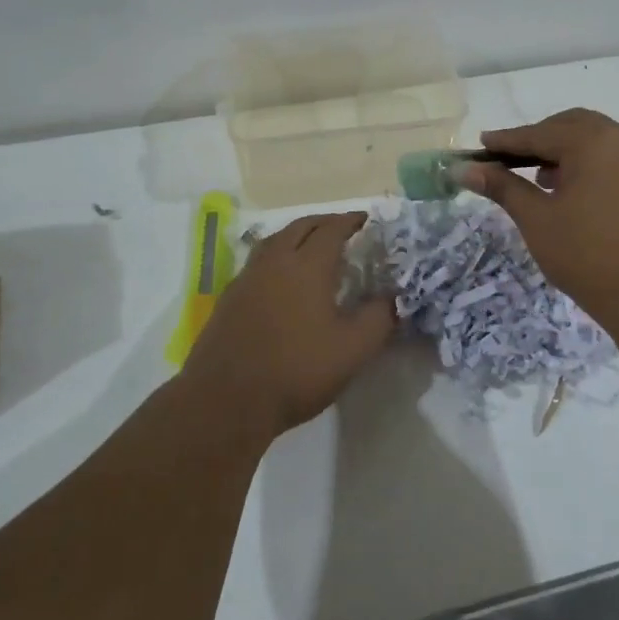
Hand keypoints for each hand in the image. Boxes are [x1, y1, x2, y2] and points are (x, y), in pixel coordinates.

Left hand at [180, 211, 396, 436]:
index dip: (351, 221)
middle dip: (324, 222)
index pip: (332, 229)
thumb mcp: (353, 349)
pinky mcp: (229, 299)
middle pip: (300, 227)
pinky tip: (282, 280)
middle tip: (343, 229)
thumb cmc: (296, 370)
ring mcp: (247, 279)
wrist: (225, 400)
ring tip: (312, 247)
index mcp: (307, 266)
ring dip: (296, 236)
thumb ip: (379, 318)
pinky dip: (277, 258)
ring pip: (274, 241)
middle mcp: (274, 262)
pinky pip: (258, 263)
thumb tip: (393, 297)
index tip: (366, 219)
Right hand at [462, 109, 618, 331]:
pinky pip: (618, 158)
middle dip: (539, 139)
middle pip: (573, 126)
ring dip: (566, 151)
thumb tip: (464, 168)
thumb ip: (502, 187)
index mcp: (595, 141)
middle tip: (508, 159)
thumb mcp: (538, 220)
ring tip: (539, 178)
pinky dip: (591, 164)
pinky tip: (575, 191)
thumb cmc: (590, 258)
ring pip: (598, 140)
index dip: (506, 140)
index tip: (479, 145)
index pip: (540, 133)